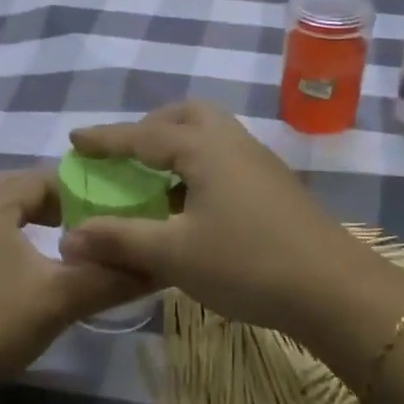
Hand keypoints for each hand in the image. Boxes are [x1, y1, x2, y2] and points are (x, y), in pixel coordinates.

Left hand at [0, 170, 147, 401]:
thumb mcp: (63, 299)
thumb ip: (115, 278)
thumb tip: (164, 263)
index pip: (46, 182)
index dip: (81, 195)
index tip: (108, 216)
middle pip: (13, 189)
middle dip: (49, 199)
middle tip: (81, 223)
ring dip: (4, 202)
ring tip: (32, 210)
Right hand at [59, 102, 387, 338]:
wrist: (333, 288)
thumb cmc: (247, 264)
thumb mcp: (174, 254)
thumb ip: (121, 239)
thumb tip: (70, 236)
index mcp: (204, 148)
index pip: (143, 134)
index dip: (106, 138)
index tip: (75, 139)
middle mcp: (233, 142)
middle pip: (186, 115)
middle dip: (150, 128)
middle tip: (126, 155)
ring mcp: (259, 161)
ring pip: (211, 135)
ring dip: (178, 146)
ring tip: (155, 181)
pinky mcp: (275, 185)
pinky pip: (226, 157)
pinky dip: (199, 166)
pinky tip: (192, 204)